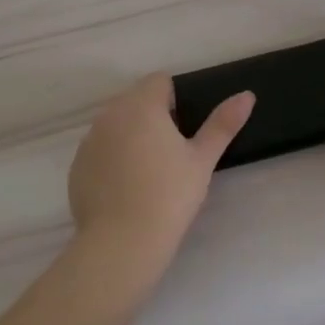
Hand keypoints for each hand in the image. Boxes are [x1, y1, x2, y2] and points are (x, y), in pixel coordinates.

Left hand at [68, 73, 253, 265]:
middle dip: (152, 116)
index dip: (175, 100)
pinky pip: (99, 149)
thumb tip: (247, 95)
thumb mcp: (202, 160)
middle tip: (170, 153)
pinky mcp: (77, 165)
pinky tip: (126, 188)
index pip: (159, 81)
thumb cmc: (169, 195)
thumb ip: (223, 124)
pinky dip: (112, 158)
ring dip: (131, 135)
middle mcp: (110, 114)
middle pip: (135, 100)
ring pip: (116, 124)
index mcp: (142, 105)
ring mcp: (89, 140)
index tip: (183, 131)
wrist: (122, 243)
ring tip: (148, 172)